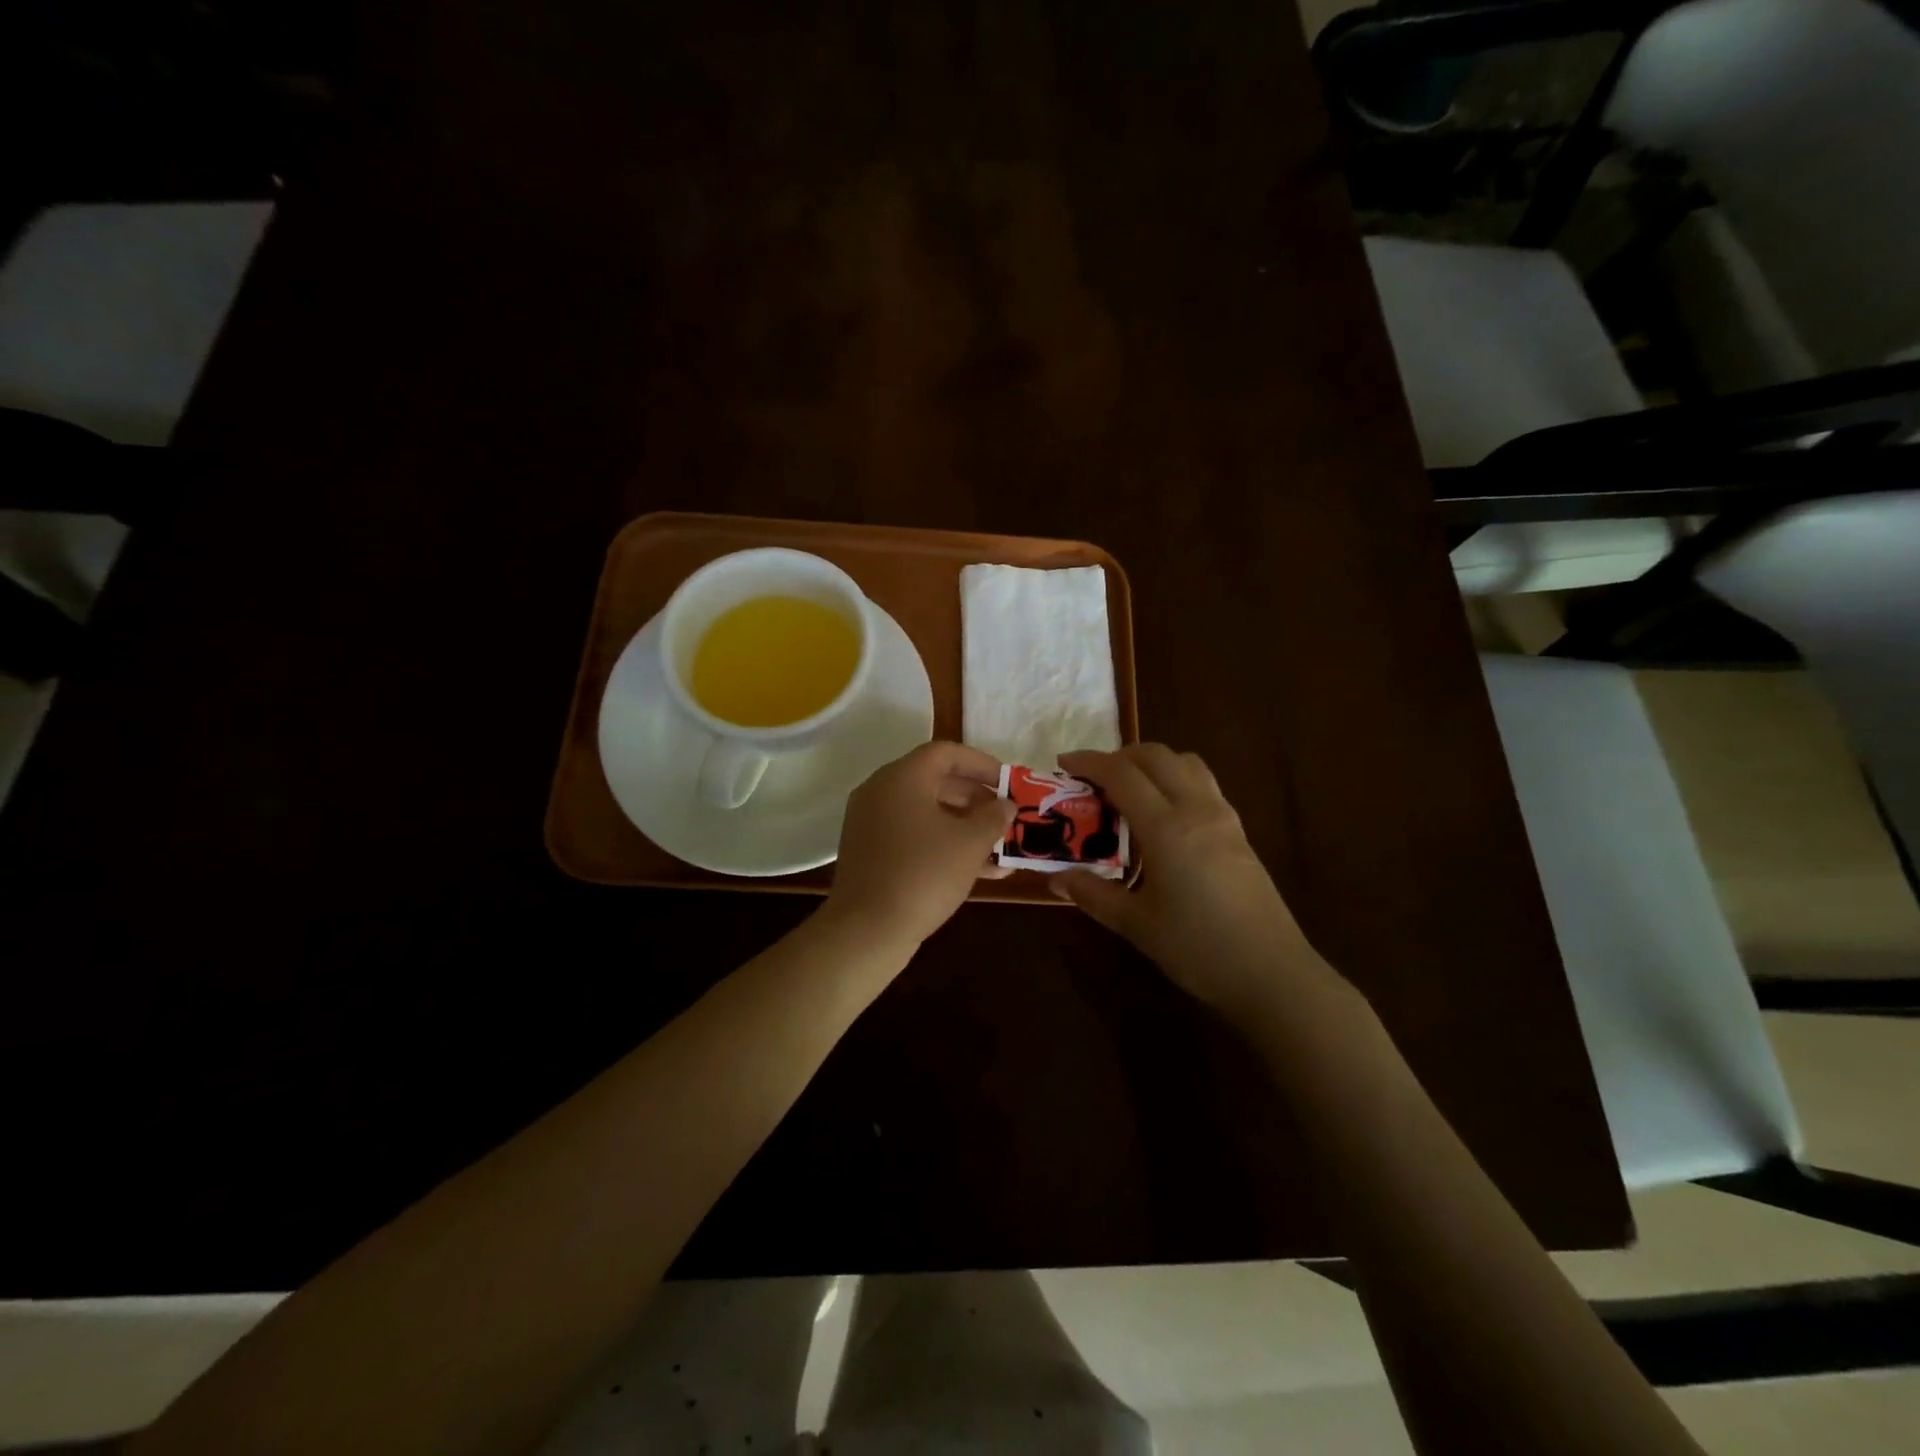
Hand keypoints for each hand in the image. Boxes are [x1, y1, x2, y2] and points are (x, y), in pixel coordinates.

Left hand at [826, 741, 1015, 949]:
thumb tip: (1006, 805)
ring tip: (1000, 846)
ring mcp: (871, 822)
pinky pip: (913, 835)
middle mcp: (881, 791)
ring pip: (926, 812)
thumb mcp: (970, 844)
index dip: (982, 763)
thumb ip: (993, 817)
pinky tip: (978, 869)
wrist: (867, 930)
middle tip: (1006, 814)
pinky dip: (942, 843)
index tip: (1009, 782)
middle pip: (935, 780)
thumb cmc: (923, 874)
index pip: (946, 752)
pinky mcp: (870, 851)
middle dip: (976, 797)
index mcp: (902, 777)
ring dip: (964, 825)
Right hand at [1053, 745, 1321, 1020]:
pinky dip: (1175, 779)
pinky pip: (1203, 784)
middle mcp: (1196, 810)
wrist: (1271, 972)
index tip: (1064, 763)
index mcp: (1166, 828)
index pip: (1122, 775)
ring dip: (1152, 763)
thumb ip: (1093, 894)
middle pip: (1157, 756)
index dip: (1090, 762)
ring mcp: (1223, 818)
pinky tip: (1163, 814)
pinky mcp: (1239, 832)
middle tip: (1093, 777)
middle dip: (1120, 756)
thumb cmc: (1198, 949)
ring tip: (1128, 788)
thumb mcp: (1135, 924)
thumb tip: (1056, 878)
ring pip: (1186, 763)